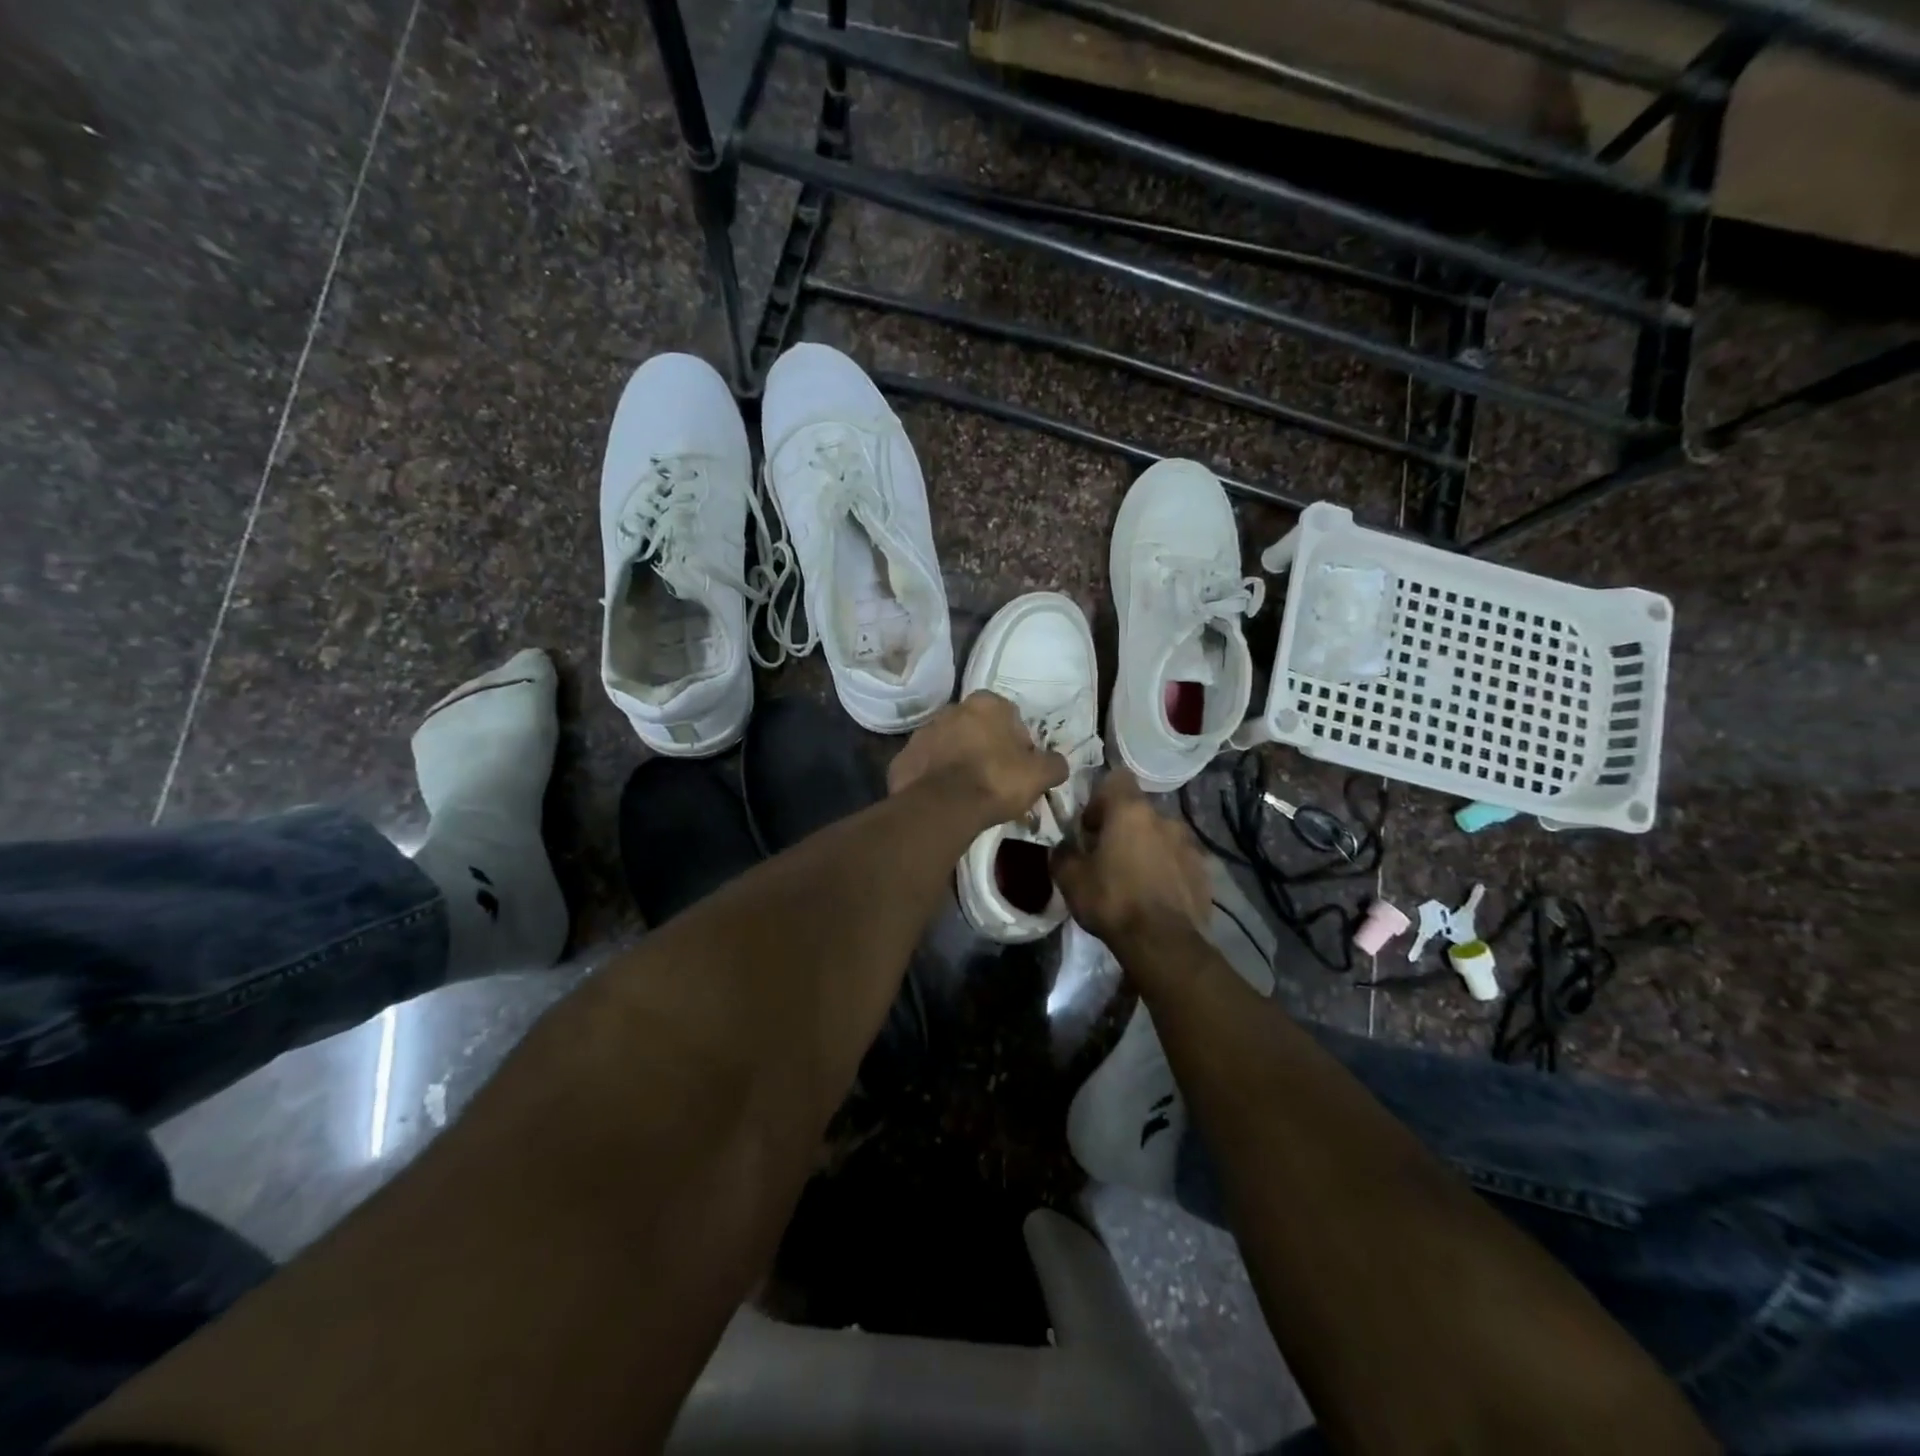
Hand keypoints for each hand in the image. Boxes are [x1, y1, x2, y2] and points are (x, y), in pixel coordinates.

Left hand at [887, 691, 1067, 826]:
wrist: (942, 807)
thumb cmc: (996, 781)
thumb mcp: (1039, 775)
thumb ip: (1054, 764)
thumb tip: (1057, 763)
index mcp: (986, 703)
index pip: (1009, 717)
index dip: (1018, 743)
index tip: (1019, 767)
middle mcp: (951, 709)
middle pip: (976, 728)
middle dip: (986, 748)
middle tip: (996, 780)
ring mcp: (923, 732)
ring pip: (949, 745)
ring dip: (958, 761)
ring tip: (969, 793)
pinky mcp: (903, 758)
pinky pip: (926, 766)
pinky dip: (935, 778)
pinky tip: (945, 799)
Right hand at [1051, 769, 1211, 946]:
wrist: (1163, 943)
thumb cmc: (1112, 901)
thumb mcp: (1071, 879)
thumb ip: (1063, 854)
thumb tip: (1063, 847)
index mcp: (1130, 811)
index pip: (1117, 779)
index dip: (1100, 799)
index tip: (1091, 827)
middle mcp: (1164, 818)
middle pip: (1139, 812)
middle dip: (1123, 828)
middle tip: (1108, 858)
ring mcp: (1189, 844)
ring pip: (1161, 836)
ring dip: (1148, 849)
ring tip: (1136, 879)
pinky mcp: (1204, 870)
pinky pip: (1179, 860)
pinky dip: (1168, 870)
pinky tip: (1157, 896)